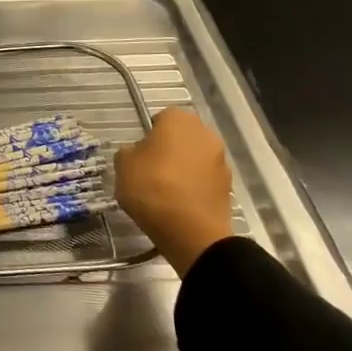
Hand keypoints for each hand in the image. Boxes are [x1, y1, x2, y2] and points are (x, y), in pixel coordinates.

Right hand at [114, 108, 233, 275]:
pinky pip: (204, 180)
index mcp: (179, 119)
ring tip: (164, 192)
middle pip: (181, 138)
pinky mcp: (229, 187)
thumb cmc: (152, 187)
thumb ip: (129, 152)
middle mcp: (205, 133)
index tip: (139, 155)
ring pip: (195, 159)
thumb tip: (138, 154)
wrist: (191, 232)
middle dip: (168, 150)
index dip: (148, 136)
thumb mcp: (122, 164)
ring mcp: (221, 161)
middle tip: (150, 171)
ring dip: (183, 169)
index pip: (161, 118)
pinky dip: (193, 188)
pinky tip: (179, 205)